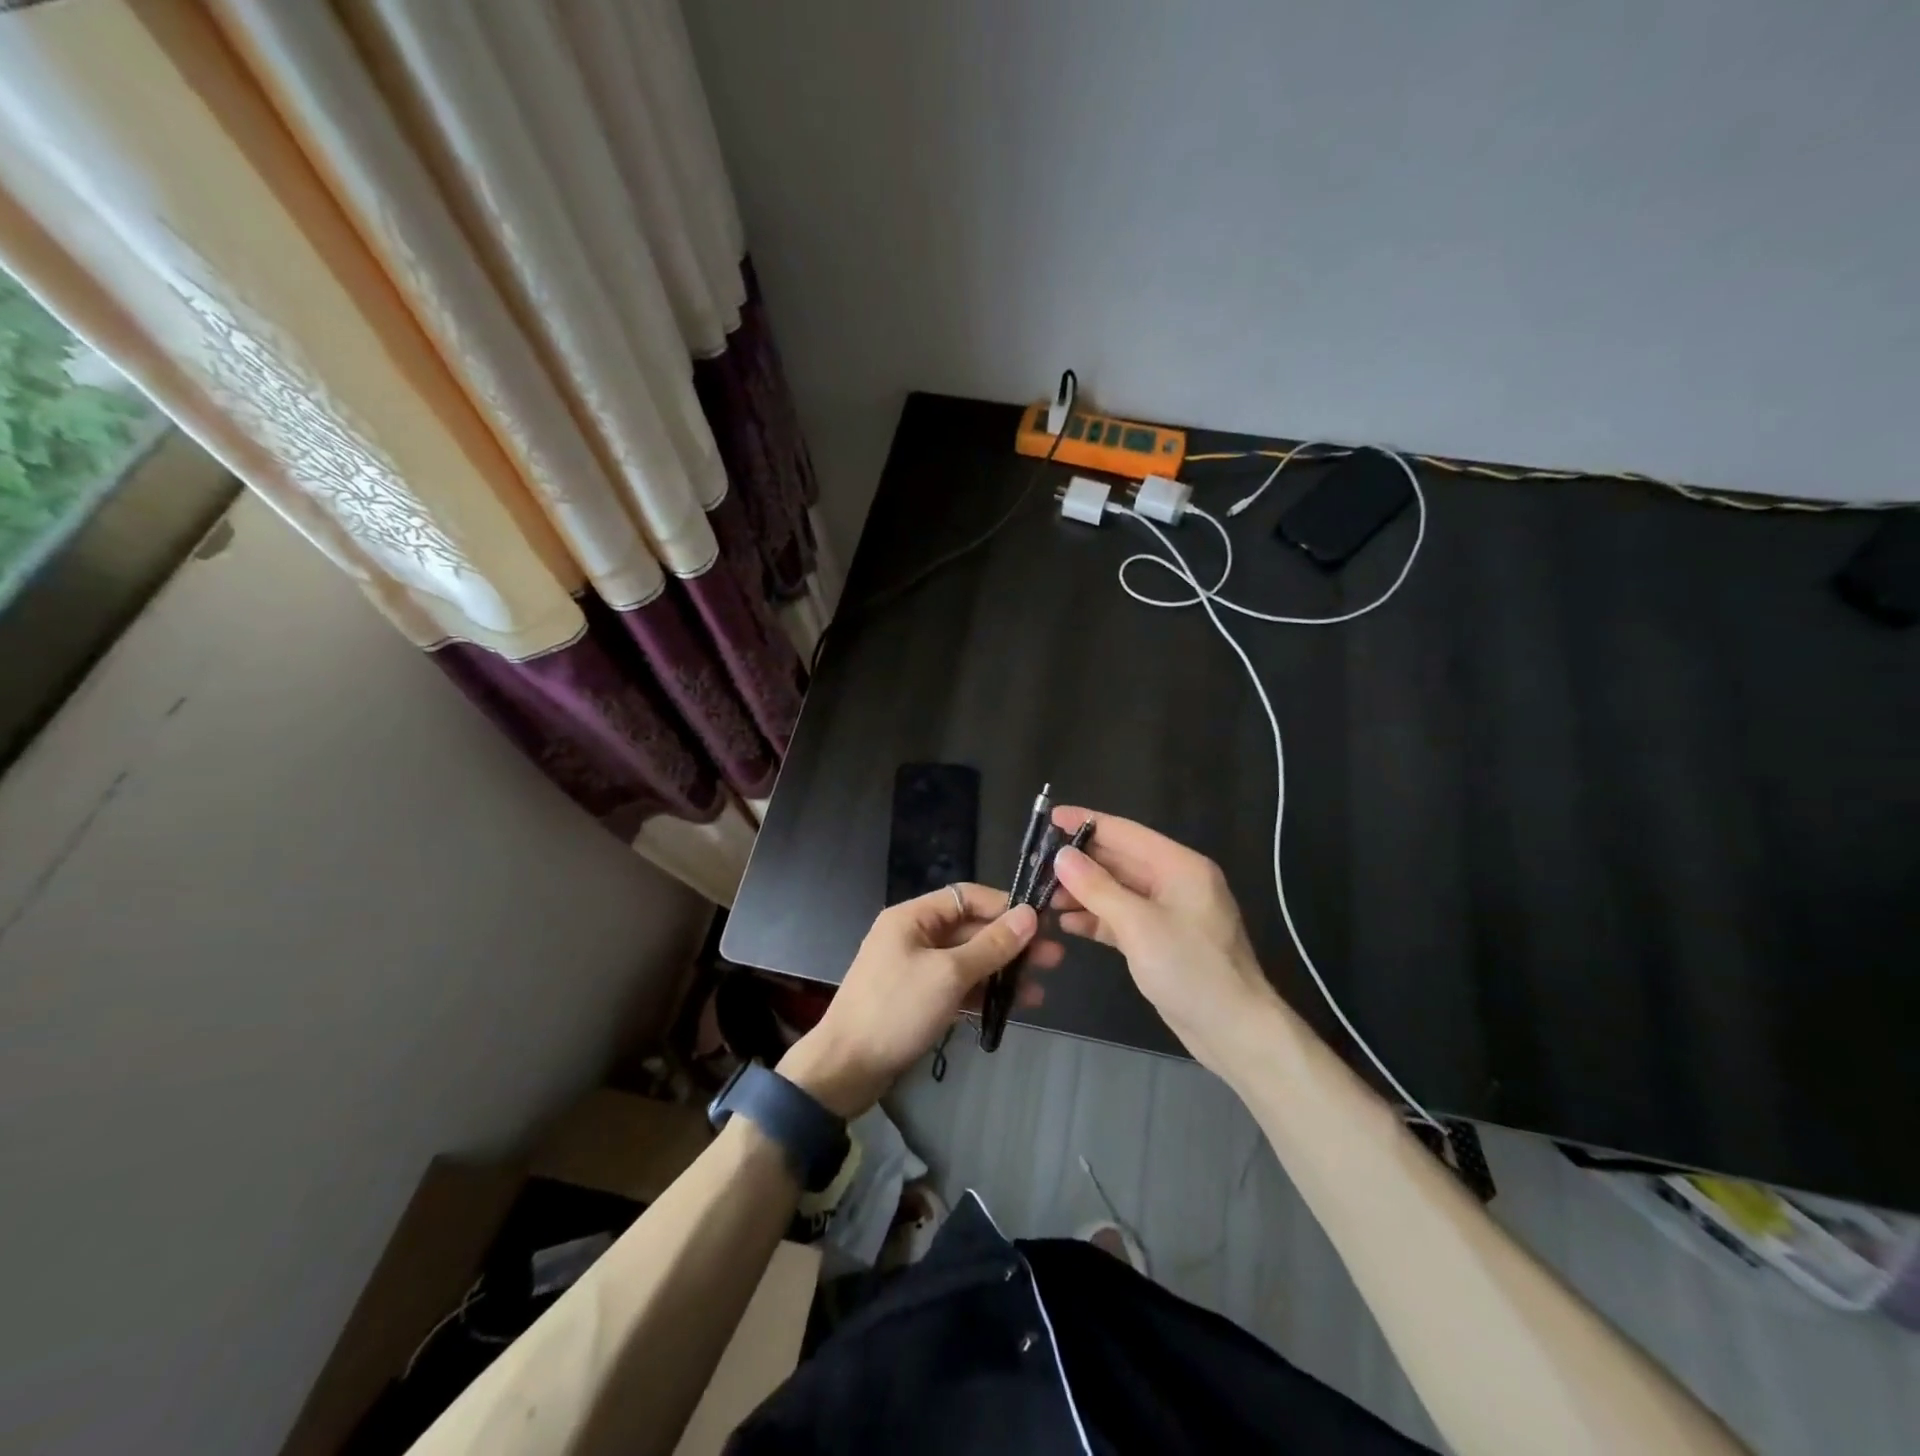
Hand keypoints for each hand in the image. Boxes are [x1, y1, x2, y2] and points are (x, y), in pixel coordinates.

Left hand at [778, 884, 1058, 1117]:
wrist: (845, 1069)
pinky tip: (1013, 1006)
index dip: (1004, 906)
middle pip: (970, 929)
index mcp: (912, 917)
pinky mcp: (918, 999)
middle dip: (1010, 943)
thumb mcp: (948, 974)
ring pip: (967, 960)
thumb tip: (1030, 915)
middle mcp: (914, 936)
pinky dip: (982, 992)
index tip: (1041, 923)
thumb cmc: (896, 1010)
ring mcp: (915, 969)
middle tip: (1054, 959)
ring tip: (1041, 988)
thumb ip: (991, 945)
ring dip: (1001, 971)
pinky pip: (957, 986)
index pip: (967, 897)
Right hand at [1048, 807, 1279, 1070]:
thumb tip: (1061, 855)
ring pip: (1117, 891)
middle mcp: (1175, 882)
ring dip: (1083, 892)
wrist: (1235, 1032)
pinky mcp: (1160, 941)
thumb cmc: (1191, 969)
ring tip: (1043, 895)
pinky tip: (1066, 922)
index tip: (1049, 818)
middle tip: (1036, 863)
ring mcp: (1168, 913)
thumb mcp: (1139, 925)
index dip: (1086, 823)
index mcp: (1179, 866)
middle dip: (1079, 862)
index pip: (1125, 833)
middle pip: (1120, 861)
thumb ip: (1098, 888)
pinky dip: (1096, 918)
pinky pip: (1122, 918)